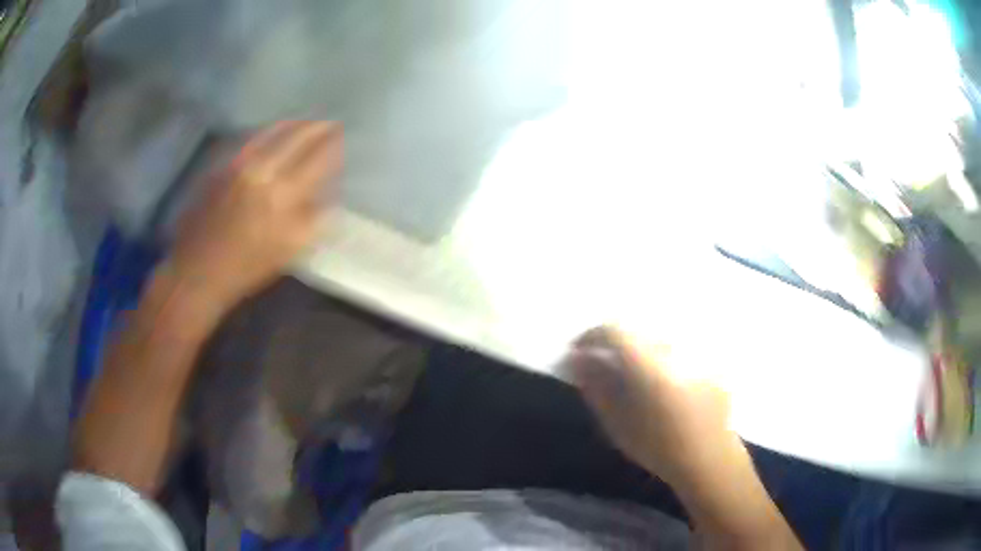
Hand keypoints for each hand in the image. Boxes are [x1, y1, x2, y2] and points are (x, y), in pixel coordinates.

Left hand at [166, 121, 342, 311]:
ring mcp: (240, 163)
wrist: (196, 270)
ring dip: (295, 124)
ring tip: (308, 121)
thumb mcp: (287, 252)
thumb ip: (312, 220)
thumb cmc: (245, 269)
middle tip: (331, 123)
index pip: (319, 158)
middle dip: (318, 127)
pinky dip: (269, 131)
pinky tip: (275, 131)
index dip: (334, 145)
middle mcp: (263, 170)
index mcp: (283, 196)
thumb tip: (331, 195)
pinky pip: (252, 138)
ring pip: (274, 131)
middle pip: (298, 136)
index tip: (344, 138)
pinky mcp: (223, 164)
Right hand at [563, 327, 743, 488]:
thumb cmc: (659, 448)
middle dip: (617, 344)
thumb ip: (597, 388)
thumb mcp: (617, 425)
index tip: (579, 350)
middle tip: (604, 364)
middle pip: (639, 332)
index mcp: (650, 365)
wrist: (709, 460)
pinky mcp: (709, 360)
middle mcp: (674, 349)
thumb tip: (579, 358)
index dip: (592, 336)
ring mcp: (696, 352)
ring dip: (641, 350)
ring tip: (634, 374)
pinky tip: (664, 383)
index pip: (615, 331)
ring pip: (659, 339)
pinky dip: (663, 358)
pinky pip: (678, 349)